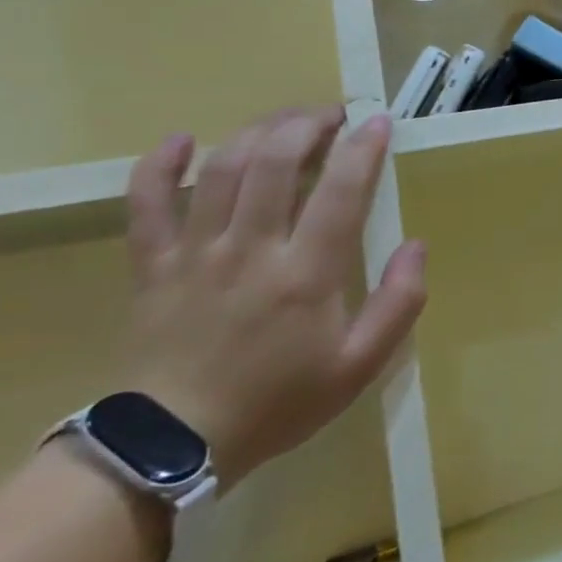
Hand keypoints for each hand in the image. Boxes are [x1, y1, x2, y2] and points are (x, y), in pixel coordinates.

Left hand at [121, 107, 427, 489]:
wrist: (171, 447)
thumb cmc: (278, 402)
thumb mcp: (360, 366)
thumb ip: (399, 304)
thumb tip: (416, 247)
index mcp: (306, 274)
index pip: (341, 191)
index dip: (363, 149)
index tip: (379, 123)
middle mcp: (251, 249)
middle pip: (276, 161)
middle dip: (309, 124)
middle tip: (332, 114)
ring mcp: (195, 253)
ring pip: (223, 169)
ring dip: (258, 131)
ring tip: (286, 120)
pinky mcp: (152, 266)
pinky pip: (145, 204)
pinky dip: (158, 166)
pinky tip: (180, 140)